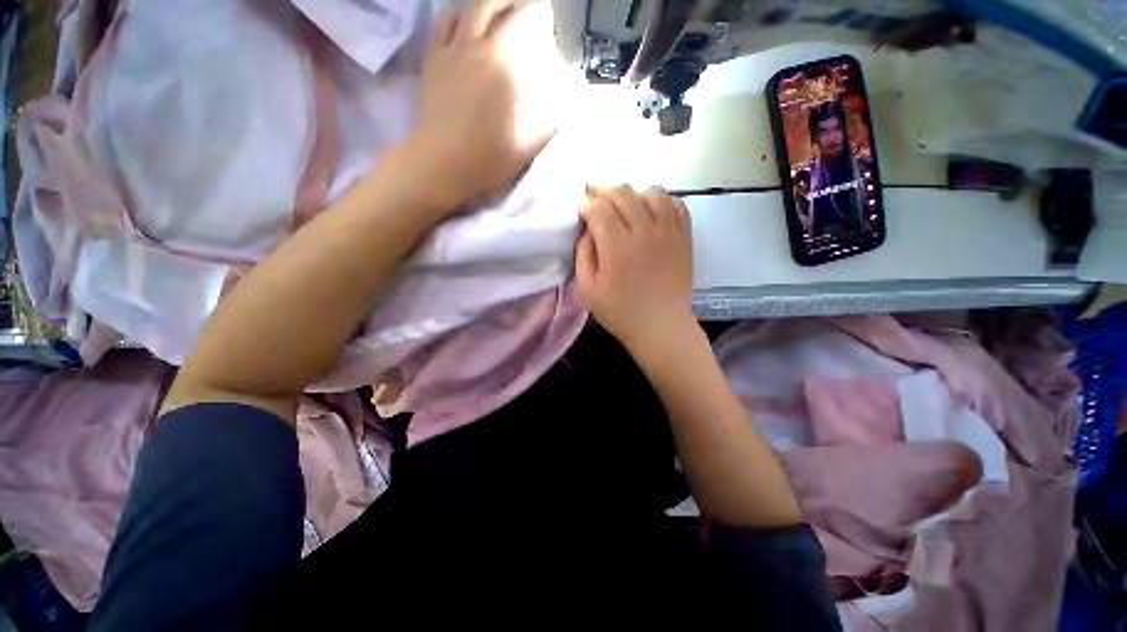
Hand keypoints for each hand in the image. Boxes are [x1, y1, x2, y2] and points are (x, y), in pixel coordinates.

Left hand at [401, 0, 563, 213]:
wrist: (443, 163)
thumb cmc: (490, 158)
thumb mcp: (530, 142)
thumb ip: (550, 114)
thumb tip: (566, 91)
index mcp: (507, 64)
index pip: (528, 20)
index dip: (540, 13)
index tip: (548, 17)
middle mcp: (481, 46)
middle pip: (498, 5)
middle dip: (517, 3)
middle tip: (529, 9)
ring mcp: (453, 49)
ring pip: (472, 8)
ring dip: (491, 2)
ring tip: (502, 7)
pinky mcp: (434, 59)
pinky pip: (445, 23)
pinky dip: (459, 13)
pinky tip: (467, 19)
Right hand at [575, 186, 695, 351]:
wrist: (660, 325)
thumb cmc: (619, 311)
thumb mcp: (587, 289)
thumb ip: (583, 254)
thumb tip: (588, 229)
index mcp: (616, 246)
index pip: (598, 208)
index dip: (586, 203)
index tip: (580, 207)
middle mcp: (644, 231)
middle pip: (623, 193)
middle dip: (603, 190)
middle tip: (594, 195)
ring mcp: (668, 232)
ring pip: (651, 193)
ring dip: (633, 193)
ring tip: (623, 203)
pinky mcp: (684, 237)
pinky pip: (676, 205)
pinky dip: (662, 201)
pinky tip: (651, 209)